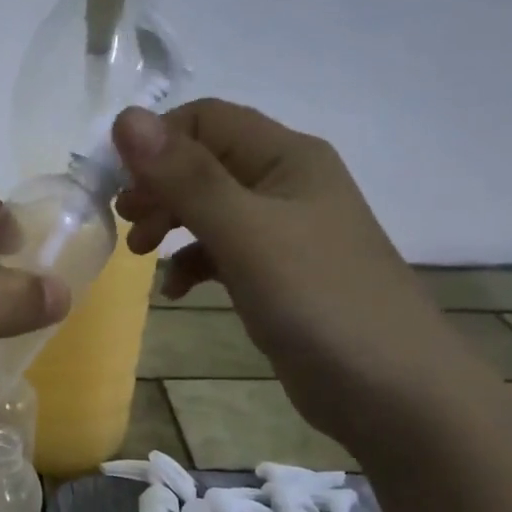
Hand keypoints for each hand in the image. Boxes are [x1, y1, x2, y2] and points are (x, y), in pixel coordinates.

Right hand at [112, 100, 491, 451]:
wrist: (394, 393)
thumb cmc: (318, 300)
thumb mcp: (244, 233)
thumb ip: (185, 177)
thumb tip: (124, 118)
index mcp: (286, 156)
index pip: (205, 119)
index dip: (155, 142)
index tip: (116, 186)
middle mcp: (285, 183)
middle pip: (203, 161)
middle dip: (157, 186)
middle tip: (126, 223)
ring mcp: (283, 230)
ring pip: (208, 206)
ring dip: (168, 221)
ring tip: (140, 255)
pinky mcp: (277, 273)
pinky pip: (221, 250)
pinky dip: (192, 262)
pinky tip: (176, 290)